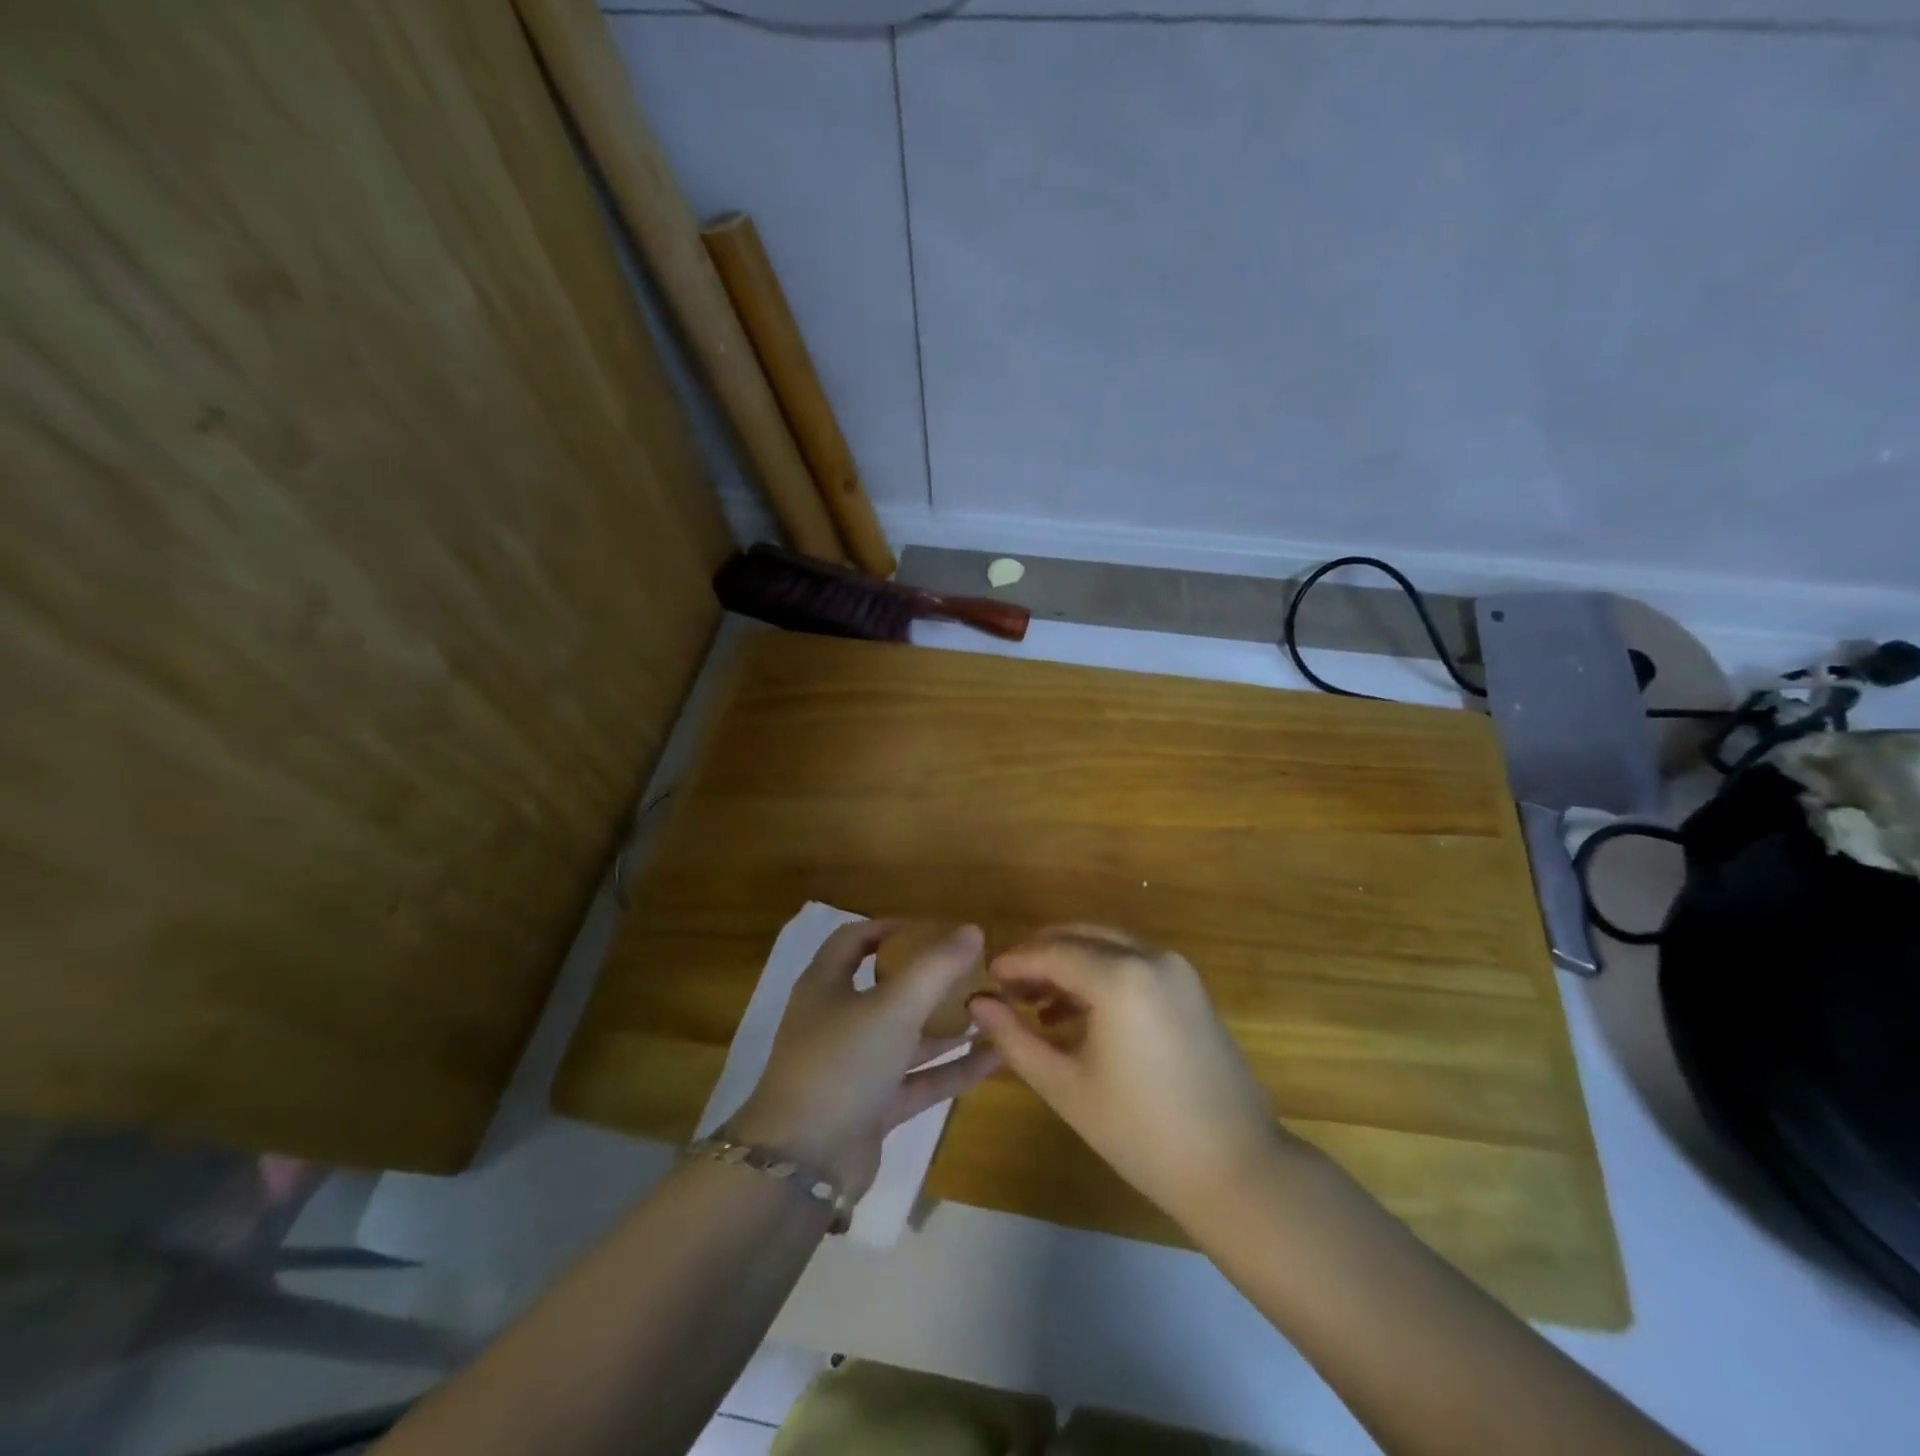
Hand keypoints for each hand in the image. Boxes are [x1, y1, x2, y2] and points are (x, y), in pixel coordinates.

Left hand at [729, 920, 1000, 1199]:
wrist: (805, 1164)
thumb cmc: (843, 1063)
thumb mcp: (894, 1006)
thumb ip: (936, 966)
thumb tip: (972, 929)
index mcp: (826, 985)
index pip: (856, 939)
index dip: (893, 928)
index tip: (935, 928)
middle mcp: (838, 1020)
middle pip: (888, 987)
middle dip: (931, 979)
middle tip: (975, 970)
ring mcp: (855, 1066)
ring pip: (908, 1036)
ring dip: (948, 1024)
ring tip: (994, 1009)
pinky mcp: (874, 1106)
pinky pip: (919, 1078)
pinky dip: (952, 1067)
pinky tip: (995, 1056)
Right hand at [969, 925, 1293, 1226]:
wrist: (1236, 1169)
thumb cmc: (1140, 1132)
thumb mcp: (1065, 1085)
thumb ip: (1015, 1037)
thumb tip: (978, 1003)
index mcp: (1120, 976)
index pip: (1052, 951)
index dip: (1015, 962)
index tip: (987, 978)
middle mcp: (1151, 957)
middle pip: (1081, 936)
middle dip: (1041, 955)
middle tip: (1008, 988)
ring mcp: (1177, 969)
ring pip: (1108, 945)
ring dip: (1071, 962)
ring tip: (1037, 1004)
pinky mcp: (1191, 987)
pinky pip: (1134, 962)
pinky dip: (1101, 973)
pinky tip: (1078, 1012)